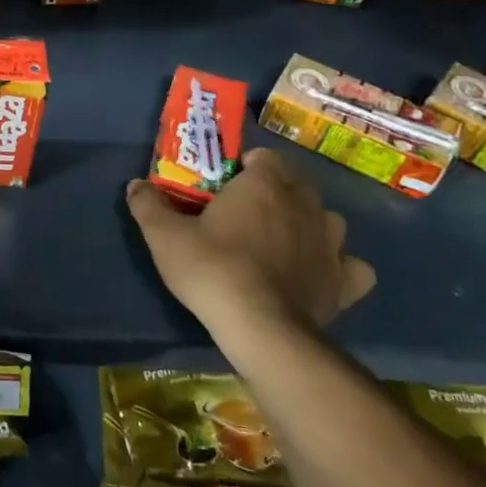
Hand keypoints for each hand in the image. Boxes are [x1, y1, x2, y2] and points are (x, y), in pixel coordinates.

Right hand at [127, 148, 375, 342]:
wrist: (262, 329)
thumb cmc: (212, 269)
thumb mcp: (164, 235)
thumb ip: (148, 204)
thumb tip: (136, 184)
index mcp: (265, 184)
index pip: (263, 157)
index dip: (244, 167)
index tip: (223, 186)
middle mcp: (306, 204)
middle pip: (295, 184)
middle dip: (275, 191)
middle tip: (244, 213)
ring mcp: (332, 242)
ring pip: (325, 219)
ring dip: (307, 223)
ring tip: (280, 242)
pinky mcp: (346, 280)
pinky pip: (350, 264)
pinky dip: (337, 265)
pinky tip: (318, 273)